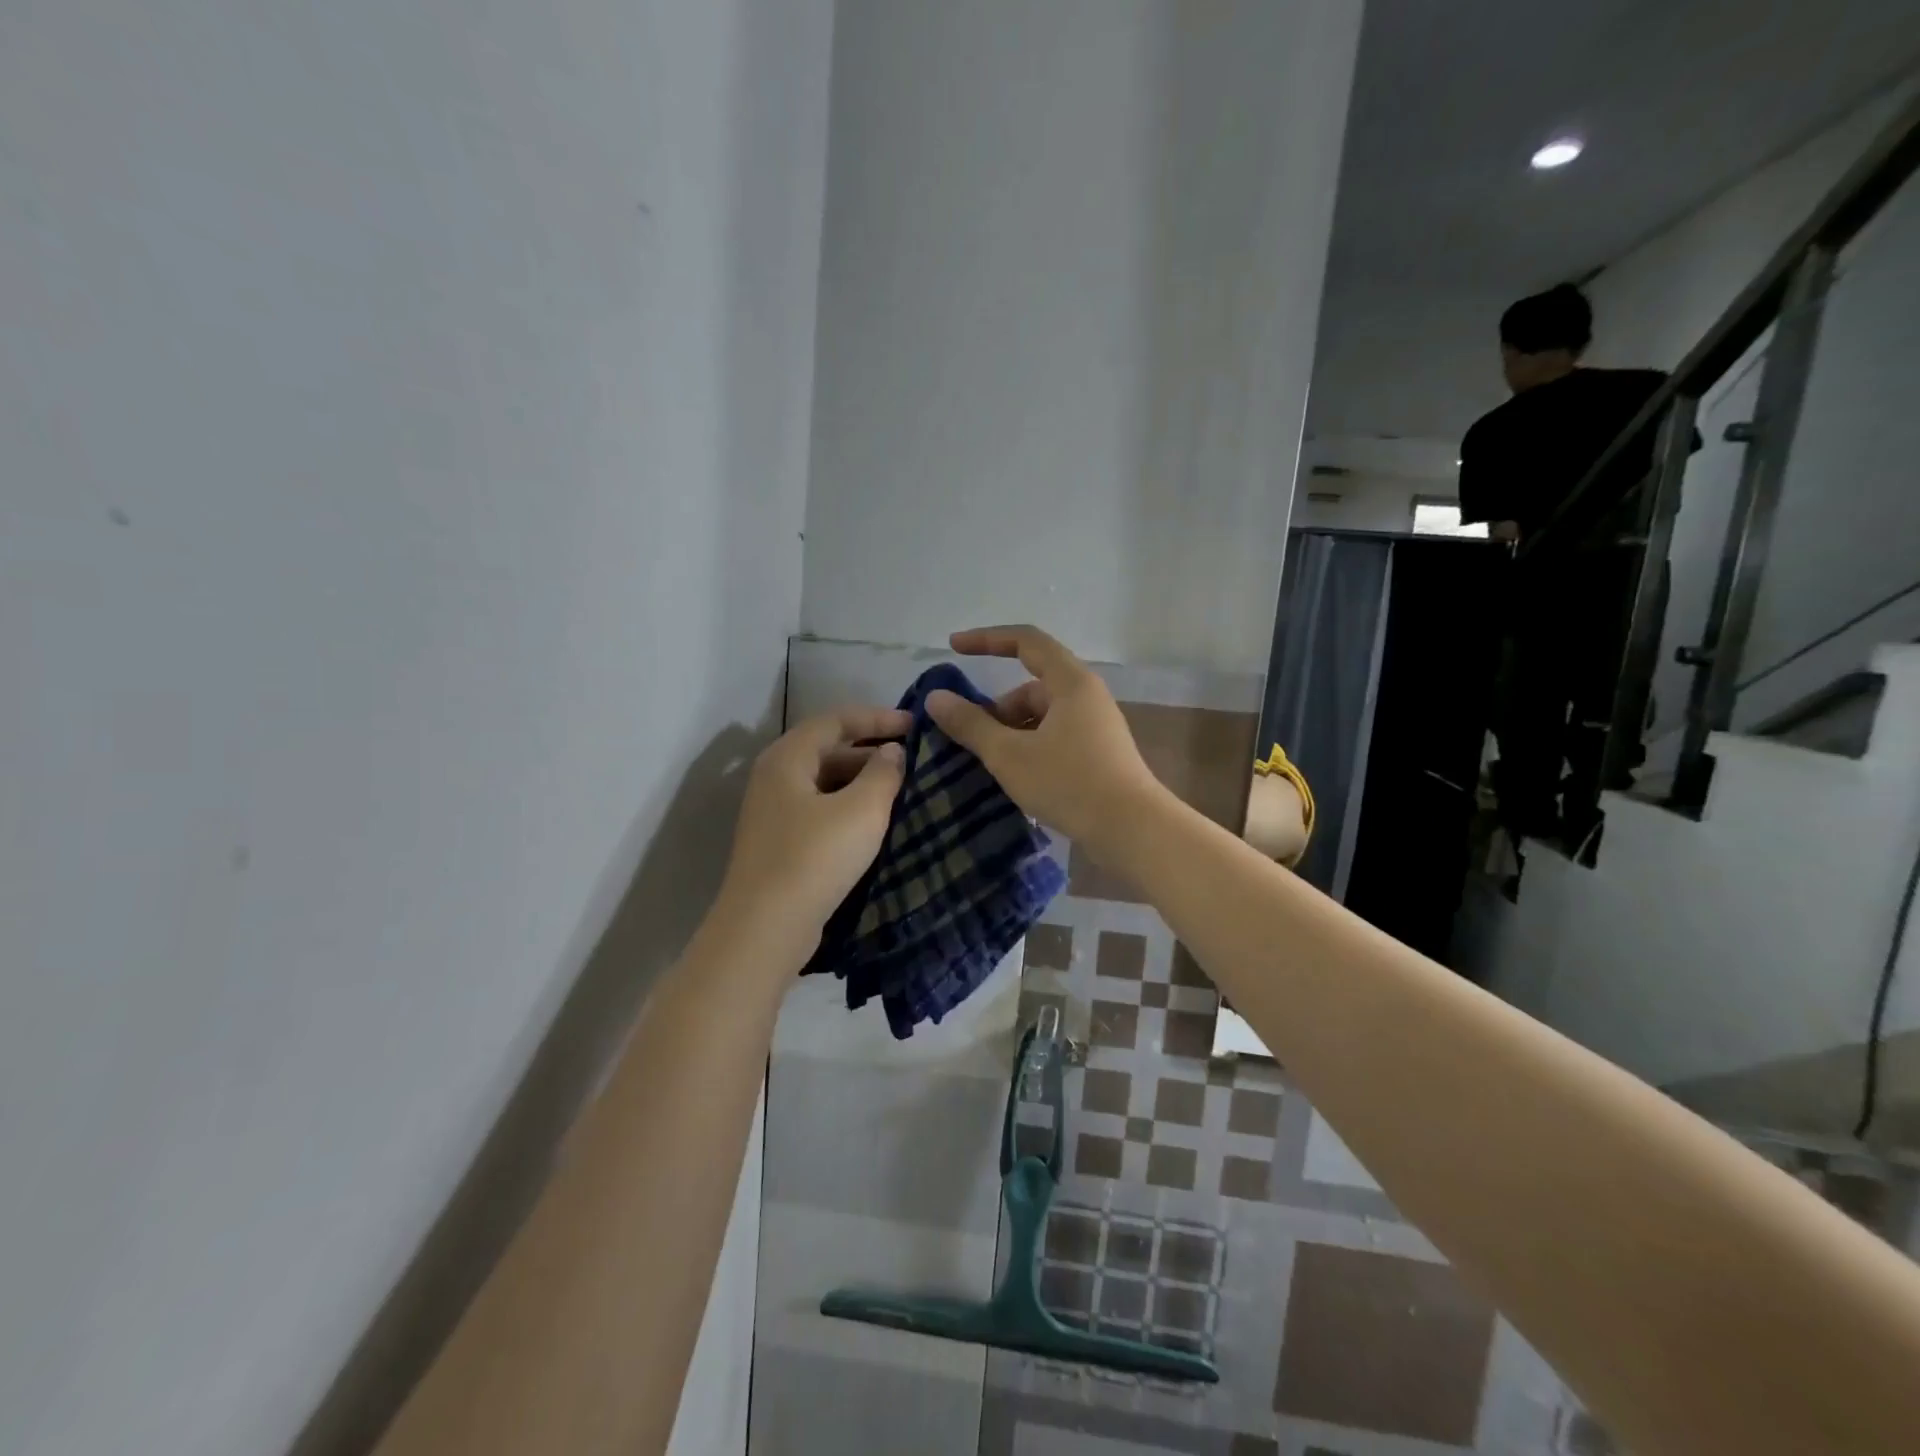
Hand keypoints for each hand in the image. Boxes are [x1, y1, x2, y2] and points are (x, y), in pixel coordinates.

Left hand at [716, 706, 910, 956]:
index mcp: (787, 758)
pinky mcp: (781, 842)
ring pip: (826, 782)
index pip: (836, 719)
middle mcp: (775, 777)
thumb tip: (892, 751)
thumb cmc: (815, 858)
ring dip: (863, 781)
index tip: (916, 726)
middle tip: (914, 759)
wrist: (765, 928)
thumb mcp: (861, 810)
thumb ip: (883, 773)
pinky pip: (821, 810)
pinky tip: (877, 822)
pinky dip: (850, 807)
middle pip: (828, 749)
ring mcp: (774, 812)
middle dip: (872, 750)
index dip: (878, 718)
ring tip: (903, 789)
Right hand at [925, 625, 1160, 853]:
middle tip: (973, 741)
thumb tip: (936, 698)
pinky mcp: (1099, 753)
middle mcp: (1087, 696)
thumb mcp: (1009, 754)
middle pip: (1032, 686)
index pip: (1025, 641)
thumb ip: (970, 724)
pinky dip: (1031, 747)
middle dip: (997, 709)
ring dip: (1013, 732)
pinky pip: (1056, 736)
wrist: (1132, 830)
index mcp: (1070, 682)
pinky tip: (1018, 778)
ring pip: (1043, 716)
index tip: (953, 648)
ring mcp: (1096, 725)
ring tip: (993, 766)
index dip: (987, 639)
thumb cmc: (1069, 783)